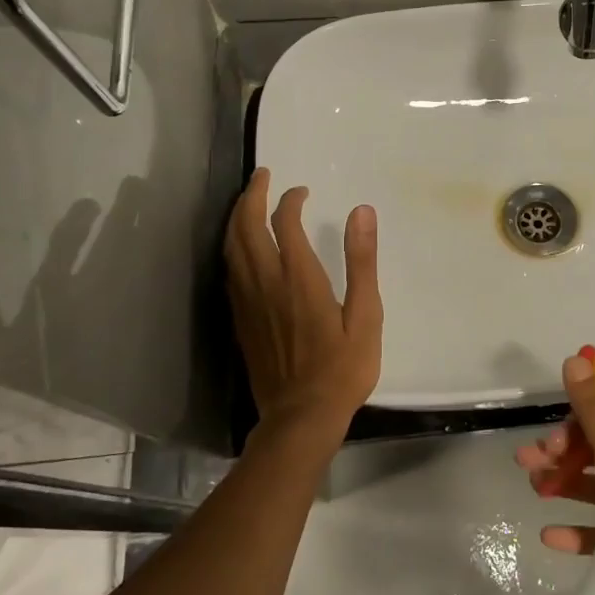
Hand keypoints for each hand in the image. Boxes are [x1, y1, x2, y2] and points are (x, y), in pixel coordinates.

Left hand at [225, 169, 383, 452]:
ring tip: (247, 201)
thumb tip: (362, 212)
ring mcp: (247, 302)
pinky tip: (239, 246)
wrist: (300, 417)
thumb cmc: (342, 368)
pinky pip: (229, 271)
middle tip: (262, 177)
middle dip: (252, 196)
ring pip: (231, 247)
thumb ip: (361, 262)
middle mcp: (266, 283)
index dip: (290, 200)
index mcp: (299, 278)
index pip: (284, 223)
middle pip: (246, 227)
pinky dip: (232, 247)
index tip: (302, 191)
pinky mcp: (240, 320)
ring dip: (236, 217)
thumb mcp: (366, 315)